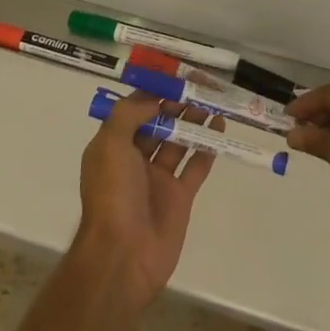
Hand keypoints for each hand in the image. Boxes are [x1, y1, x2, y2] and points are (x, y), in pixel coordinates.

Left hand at [75, 92, 219, 310]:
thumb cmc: (112, 194)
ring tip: (213, 102)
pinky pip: (195, 166)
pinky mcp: (180, 197)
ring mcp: (158, 179)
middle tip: (200, 86)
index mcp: (112, 146)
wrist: (123, 255)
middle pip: (158, 124)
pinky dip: (208, 147)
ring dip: (193, 121)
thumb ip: (130, 114)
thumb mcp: (110, 144)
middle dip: (177, 104)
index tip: (174, 75)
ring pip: (178, 141)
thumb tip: (154, 98)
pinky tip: (220, 128)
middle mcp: (134, 159)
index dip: (153, 92)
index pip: (134, 110)